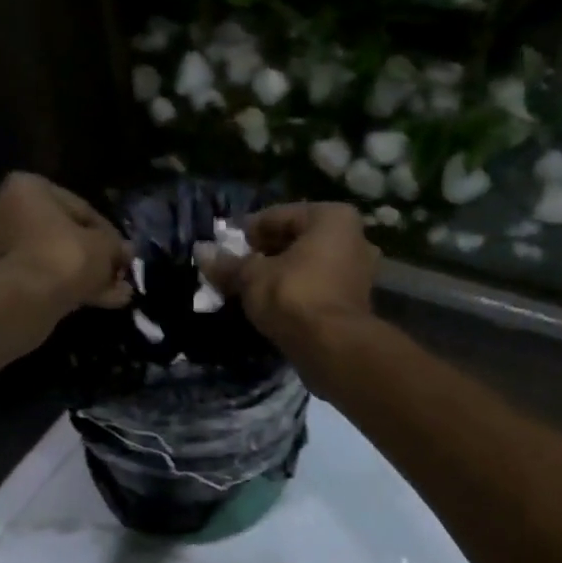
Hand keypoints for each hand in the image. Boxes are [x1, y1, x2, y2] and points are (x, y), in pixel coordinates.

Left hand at [0, 173, 133, 323]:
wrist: (27, 300)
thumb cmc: (66, 255)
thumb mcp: (105, 245)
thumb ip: (116, 245)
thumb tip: (125, 251)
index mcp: (26, 188)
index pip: (78, 206)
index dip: (107, 231)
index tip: (123, 251)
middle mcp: (5, 211)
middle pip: (62, 234)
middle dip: (93, 255)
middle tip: (119, 271)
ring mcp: (0, 247)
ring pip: (54, 259)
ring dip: (85, 274)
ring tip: (118, 292)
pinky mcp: (2, 279)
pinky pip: (43, 278)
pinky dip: (69, 287)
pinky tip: (102, 301)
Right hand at [198, 202, 380, 375]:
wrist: (332, 347)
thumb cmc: (293, 296)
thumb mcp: (251, 277)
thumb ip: (227, 264)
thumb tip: (201, 251)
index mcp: (332, 217)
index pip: (279, 215)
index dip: (249, 230)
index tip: (228, 246)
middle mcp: (354, 237)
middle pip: (297, 239)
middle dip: (266, 251)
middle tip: (238, 267)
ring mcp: (360, 270)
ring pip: (309, 264)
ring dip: (281, 272)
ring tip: (252, 287)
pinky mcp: (356, 301)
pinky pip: (318, 285)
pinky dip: (297, 290)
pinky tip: (274, 303)